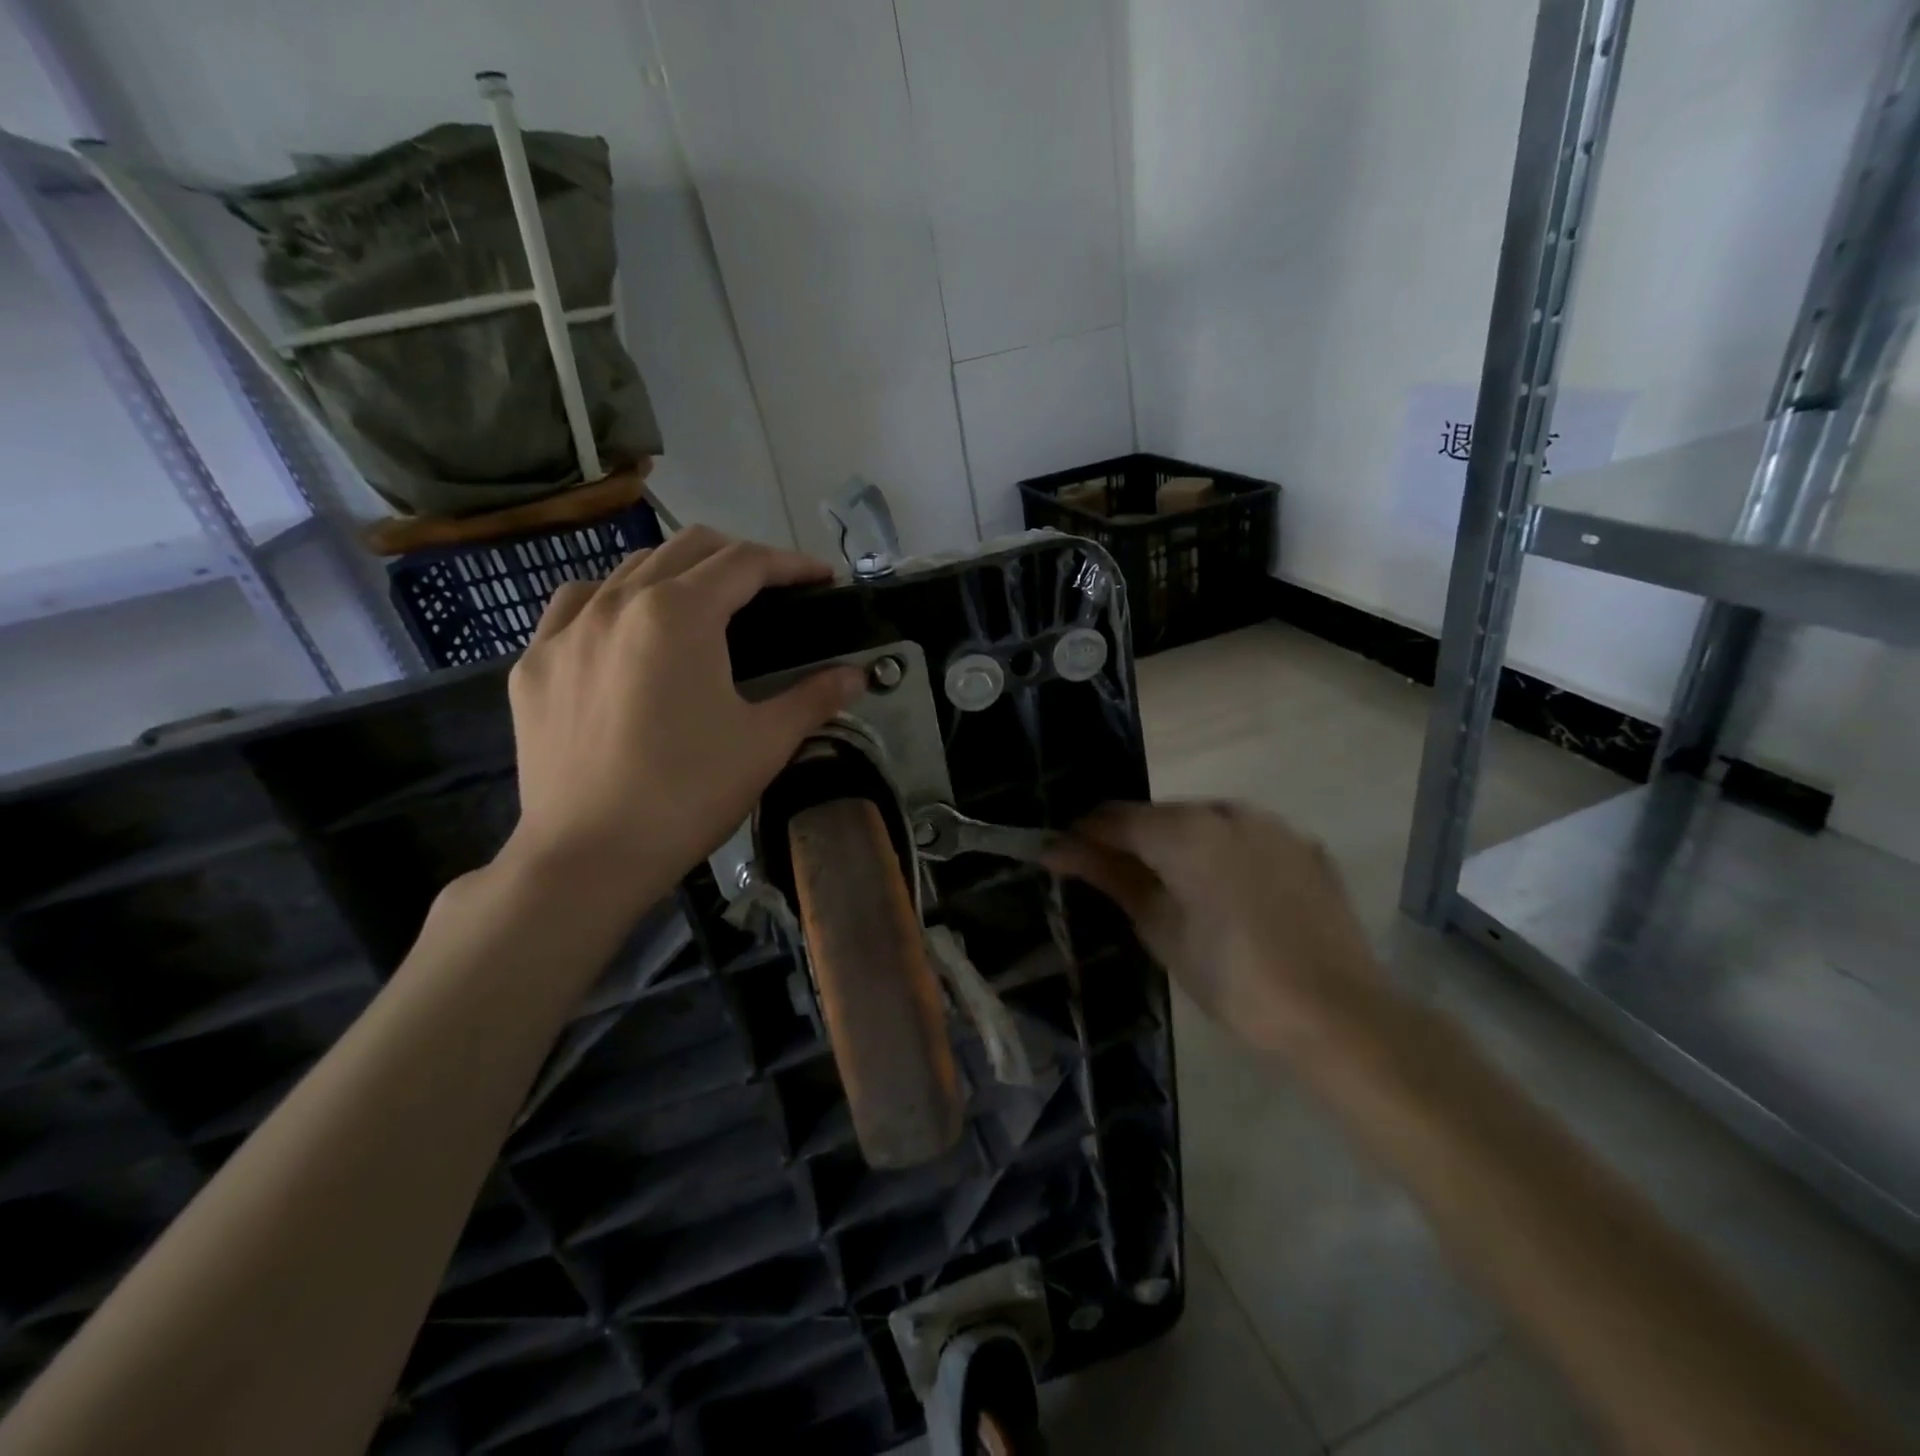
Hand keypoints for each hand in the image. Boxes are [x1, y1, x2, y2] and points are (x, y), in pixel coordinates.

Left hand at [501, 527, 864, 917]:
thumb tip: (858, 676)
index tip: (822, 579)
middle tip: (772, 591)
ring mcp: (566, 629)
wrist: (590, 856)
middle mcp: (619, 601)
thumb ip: (815, 697)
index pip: (745, 563)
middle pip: (687, 548)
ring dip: (677, 573)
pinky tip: (624, 628)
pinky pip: (576, 605)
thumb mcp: (765, 743)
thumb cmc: (688, 794)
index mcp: (680, 614)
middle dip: (739, 558)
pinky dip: (613, 600)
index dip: (791, 565)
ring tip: (702, 606)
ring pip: (628, 569)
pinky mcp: (534, 663)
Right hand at [1047, 801, 1384, 1054]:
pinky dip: (1223, 856)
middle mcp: (1229, 811)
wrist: (1339, 1015)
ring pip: (1205, 824)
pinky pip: (1247, 839)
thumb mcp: (1161, 929)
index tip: (1060, 855)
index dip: (1083, 835)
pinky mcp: (1305, 849)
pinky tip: (1225, 895)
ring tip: (1171, 889)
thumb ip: (1111, 877)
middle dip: (1132, 841)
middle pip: (1161, 816)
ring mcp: (1274, 826)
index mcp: (1187, 829)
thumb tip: (1059, 849)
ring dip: (1179, 846)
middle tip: (1113, 879)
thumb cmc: (1233, 979)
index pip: (1116, 817)